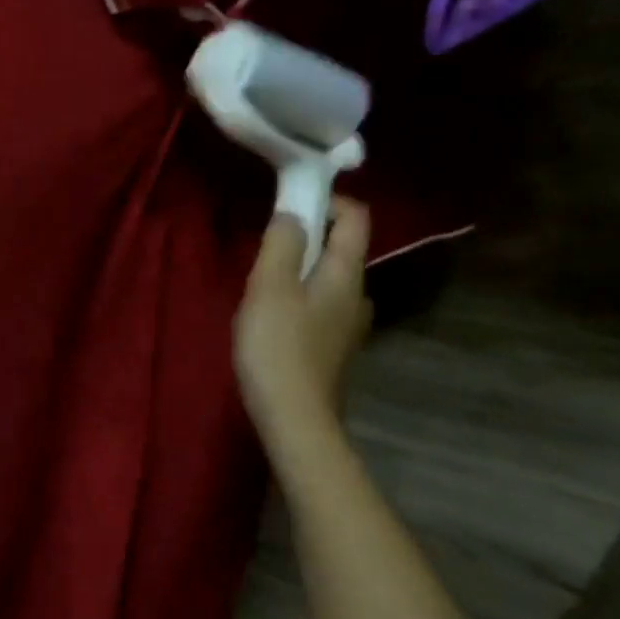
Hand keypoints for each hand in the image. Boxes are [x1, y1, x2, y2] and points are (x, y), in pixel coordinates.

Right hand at [234, 198, 372, 455]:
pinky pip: (319, 305)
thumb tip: (294, 212)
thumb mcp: (269, 286)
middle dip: (305, 237)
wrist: (294, 418)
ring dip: (298, 271)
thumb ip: (282, 242)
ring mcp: (349, 325)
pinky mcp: (333, 347)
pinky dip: (298, 298)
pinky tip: (270, 318)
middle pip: (340, 248)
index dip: (327, 200)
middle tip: (264, 251)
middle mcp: (358, 294)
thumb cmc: (278, 346)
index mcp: (347, 273)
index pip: (356, 217)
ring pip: (327, 279)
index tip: (289, 203)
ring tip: (261, 285)